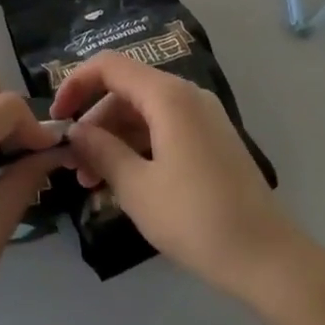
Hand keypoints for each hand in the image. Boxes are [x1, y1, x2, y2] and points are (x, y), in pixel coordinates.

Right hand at [55, 52, 301, 296]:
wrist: (267, 258)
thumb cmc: (196, 219)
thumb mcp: (137, 187)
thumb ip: (101, 151)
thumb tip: (75, 132)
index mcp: (168, 96)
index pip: (109, 66)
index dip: (76, 84)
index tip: (57, 118)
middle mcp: (187, 95)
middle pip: (125, 91)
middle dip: (94, 122)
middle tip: (73, 165)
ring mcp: (203, 117)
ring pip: (143, 113)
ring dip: (113, 139)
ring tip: (92, 183)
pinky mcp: (211, 140)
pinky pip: (163, 129)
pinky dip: (138, 147)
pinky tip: (123, 183)